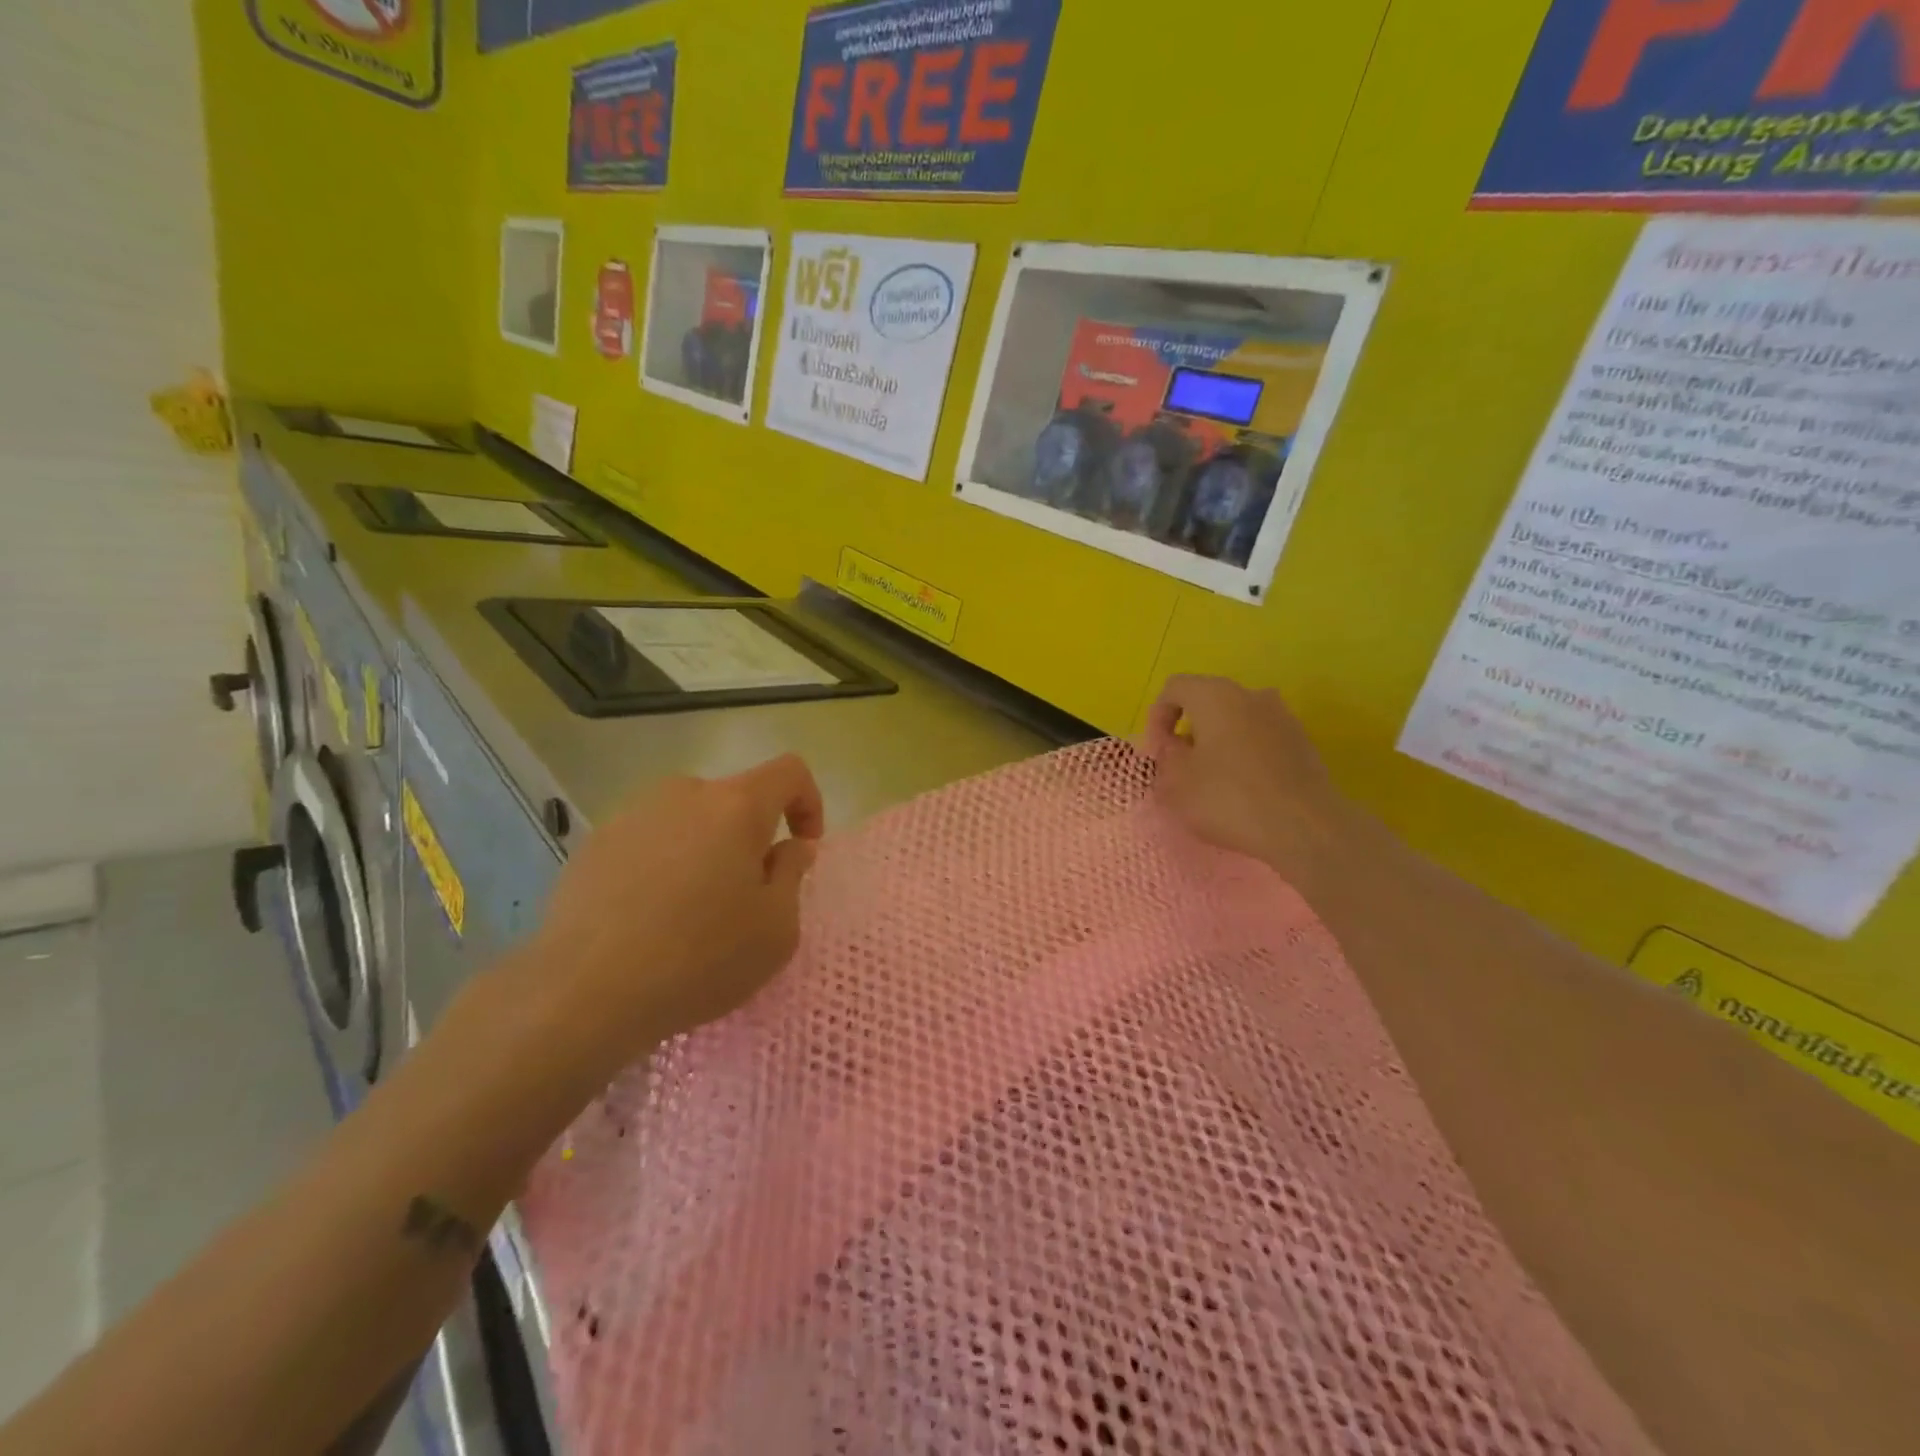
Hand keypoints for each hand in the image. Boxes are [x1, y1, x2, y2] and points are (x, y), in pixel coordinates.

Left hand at [522, 755, 825, 1067]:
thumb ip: (792, 875)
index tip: (802, 848)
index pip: (789, 772)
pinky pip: (649, 842)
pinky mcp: (593, 844)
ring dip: (705, 850)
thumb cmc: (700, 958)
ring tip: (693, 910)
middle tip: (746, 894)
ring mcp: (632, 815)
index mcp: (735, 806)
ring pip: (689, 820)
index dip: (808, 801)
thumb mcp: (776, 928)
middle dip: (751, 836)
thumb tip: (789, 848)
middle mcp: (683, 794)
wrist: (583, 992)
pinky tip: (648, 918)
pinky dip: (663, 866)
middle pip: (734, 799)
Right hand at [1146, 676, 1353, 891]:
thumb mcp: (1177, 783)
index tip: (1158, 752)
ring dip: (1218, 743)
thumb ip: (1167, 758)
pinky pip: (1261, 741)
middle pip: (1208, 702)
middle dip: (1189, 731)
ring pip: (1237, 721)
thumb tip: (1175, 747)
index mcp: (1215, 695)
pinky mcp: (1302, 743)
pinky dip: (1245, 757)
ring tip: (1212, 781)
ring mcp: (1282, 717)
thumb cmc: (1229, 798)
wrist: (1305, 827)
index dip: (1157, 717)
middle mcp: (1251, 695)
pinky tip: (1244, 791)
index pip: (1175, 688)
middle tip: (1180, 766)